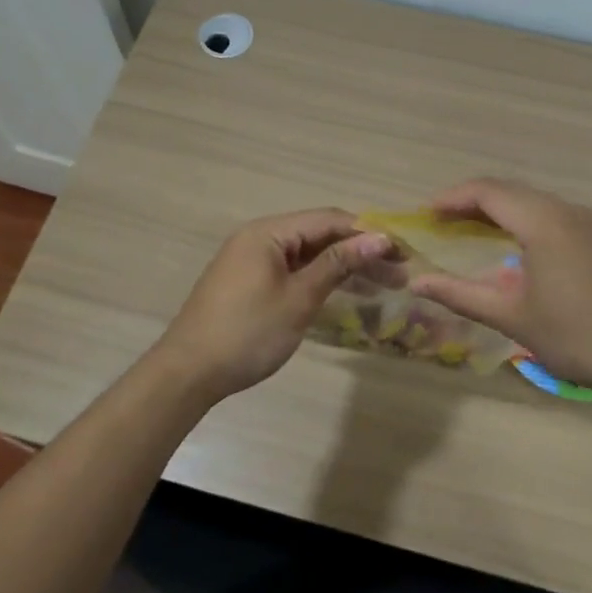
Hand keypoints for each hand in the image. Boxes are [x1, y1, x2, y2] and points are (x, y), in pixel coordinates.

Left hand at [150, 209, 393, 401]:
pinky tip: (345, 292)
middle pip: (319, 234)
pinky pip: (293, 270)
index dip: (367, 232)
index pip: (328, 219)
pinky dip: (320, 278)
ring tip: (383, 285)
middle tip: (399, 274)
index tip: (402, 252)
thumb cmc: (248, 332)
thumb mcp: (299, 298)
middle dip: (359, 251)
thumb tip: (379, 238)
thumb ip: (339, 264)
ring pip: (307, 254)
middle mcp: (259, 238)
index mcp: (268, 233)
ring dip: (343, 266)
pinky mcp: (249, 282)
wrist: (189, 373)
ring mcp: (252, 260)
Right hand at [407, 178, 591, 404]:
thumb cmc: (578, 336)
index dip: (452, 198)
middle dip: (471, 202)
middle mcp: (566, 211)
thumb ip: (461, 294)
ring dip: (499, 210)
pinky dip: (523, 221)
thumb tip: (416, 281)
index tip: (425, 214)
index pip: (487, 192)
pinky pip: (552, 215)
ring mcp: (589, 224)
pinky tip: (514, 247)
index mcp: (543, 221)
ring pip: (533, 202)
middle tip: (441, 222)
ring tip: (470, 231)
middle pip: (510, 191)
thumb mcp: (512, 317)